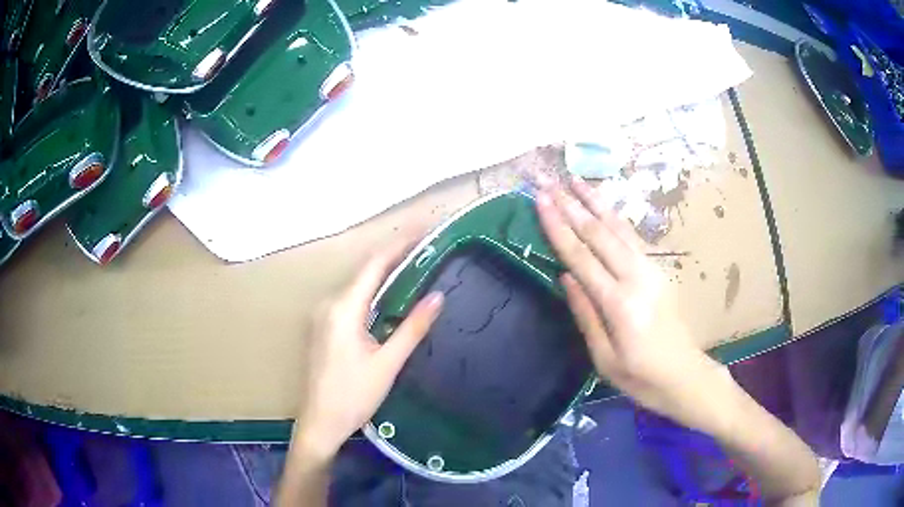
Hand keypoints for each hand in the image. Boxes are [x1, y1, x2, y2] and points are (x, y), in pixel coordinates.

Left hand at [292, 240, 443, 459]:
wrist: (320, 422)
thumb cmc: (354, 396)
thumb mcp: (387, 363)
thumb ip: (412, 328)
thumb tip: (438, 297)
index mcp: (343, 309)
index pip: (373, 266)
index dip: (398, 246)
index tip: (422, 233)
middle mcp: (328, 304)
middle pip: (363, 272)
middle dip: (393, 258)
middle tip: (424, 250)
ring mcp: (322, 316)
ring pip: (356, 286)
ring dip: (382, 275)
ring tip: (412, 267)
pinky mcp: (322, 327)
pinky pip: (349, 300)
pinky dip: (371, 293)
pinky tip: (388, 298)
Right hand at [535, 176, 722, 426]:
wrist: (685, 375)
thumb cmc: (641, 377)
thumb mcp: (604, 358)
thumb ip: (585, 314)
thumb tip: (565, 275)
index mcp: (619, 304)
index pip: (581, 256)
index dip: (558, 226)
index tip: (540, 201)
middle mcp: (636, 278)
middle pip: (599, 233)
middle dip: (571, 205)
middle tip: (548, 181)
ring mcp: (651, 270)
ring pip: (619, 228)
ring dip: (595, 202)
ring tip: (574, 180)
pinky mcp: (659, 271)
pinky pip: (633, 237)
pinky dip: (615, 217)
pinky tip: (603, 206)